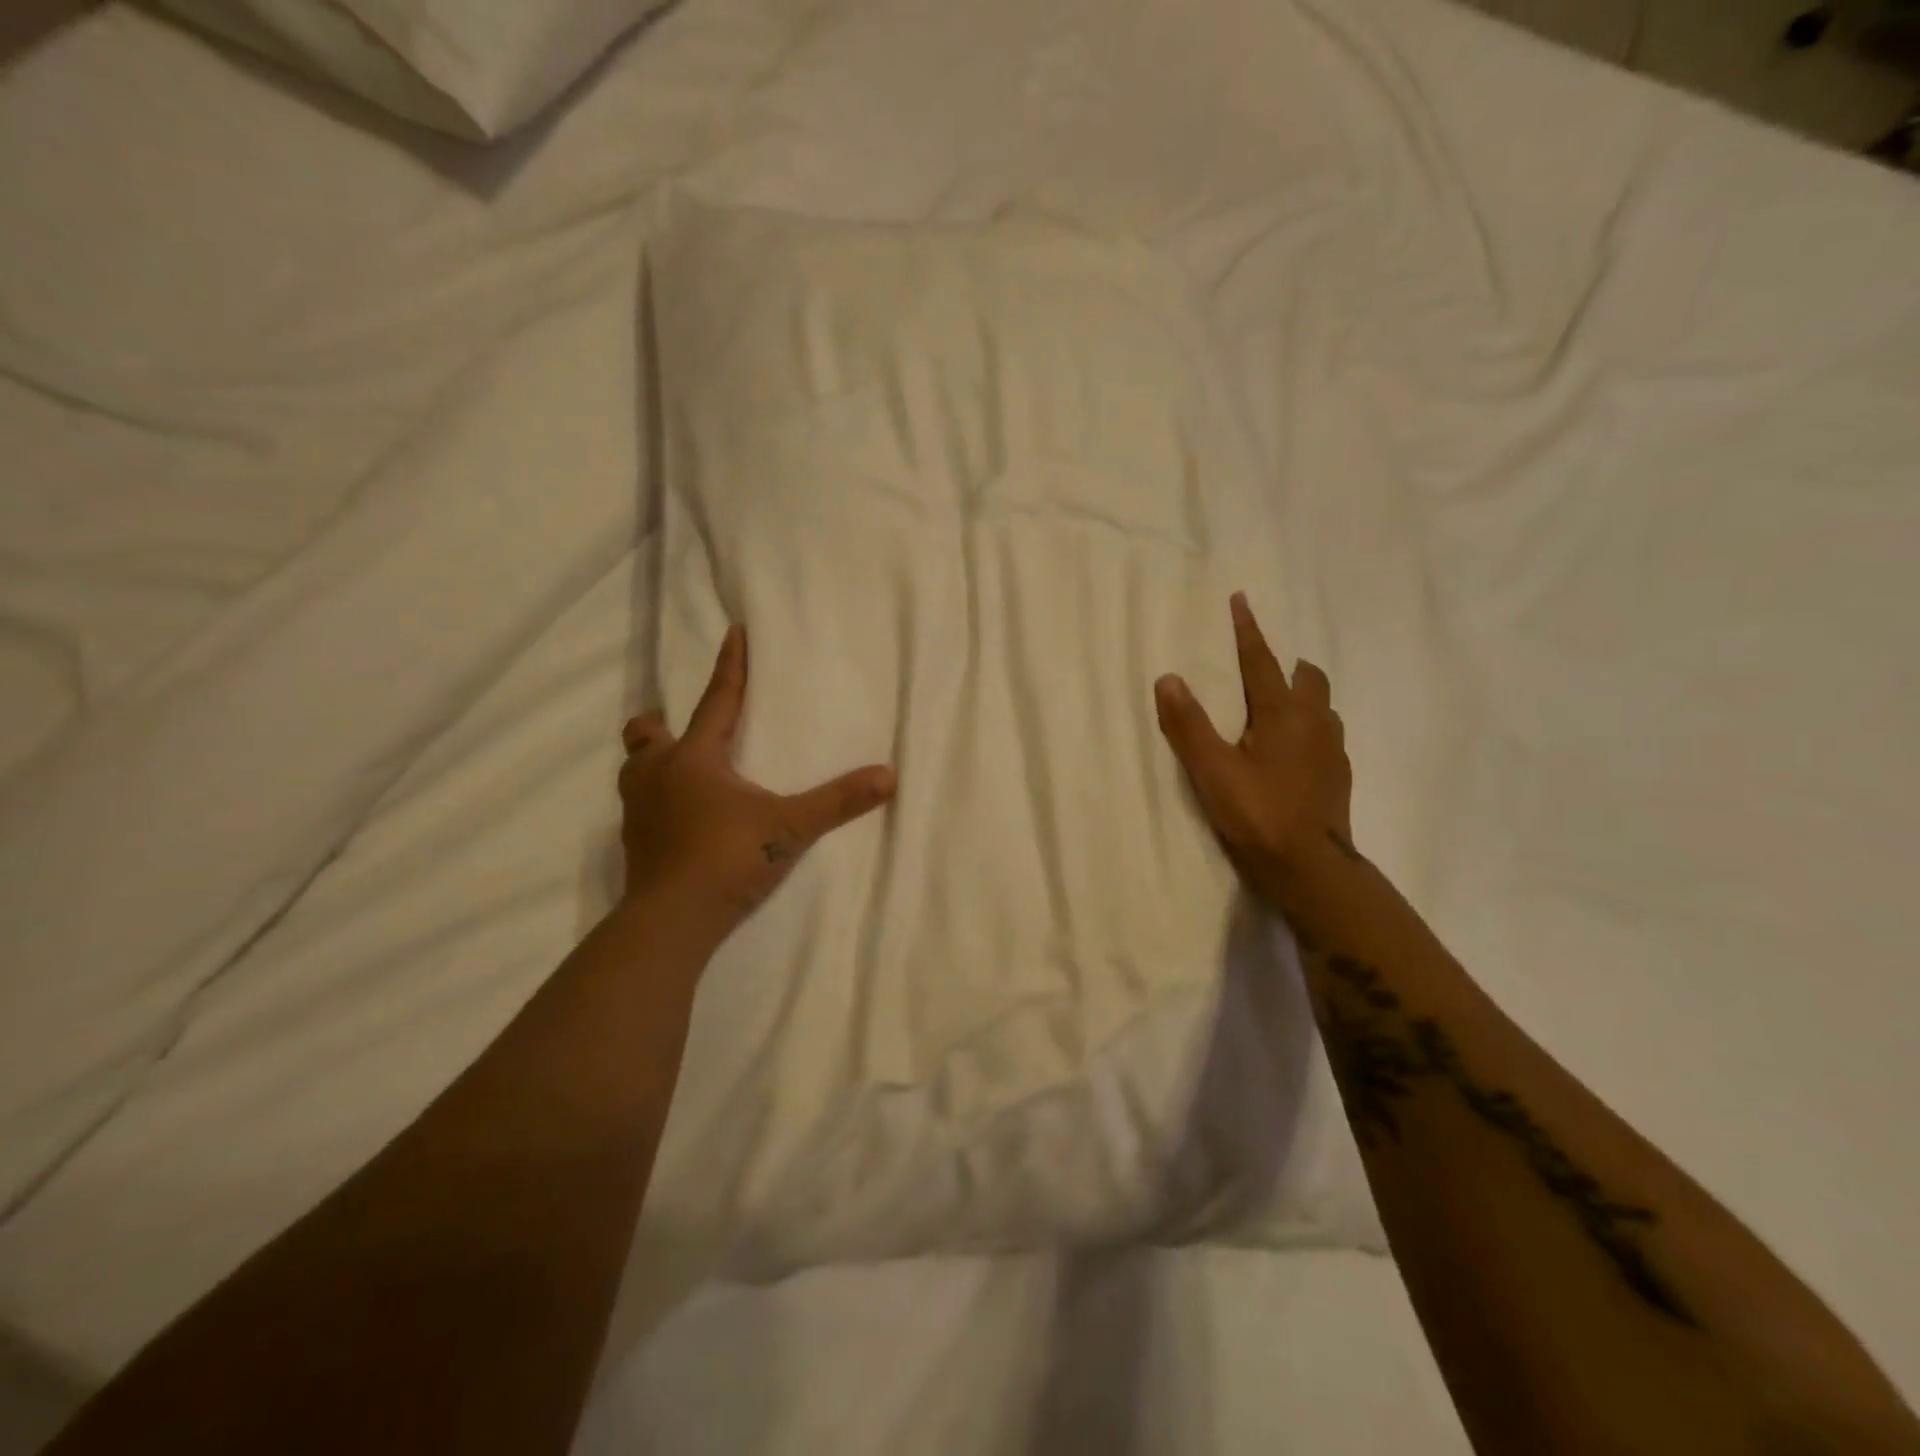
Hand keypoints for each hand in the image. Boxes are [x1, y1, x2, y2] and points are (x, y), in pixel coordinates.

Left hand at [619, 625, 895, 941]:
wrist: (672, 919)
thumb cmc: (728, 857)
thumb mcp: (791, 826)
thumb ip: (838, 801)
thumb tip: (889, 776)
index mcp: (695, 758)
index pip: (717, 700)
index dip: (730, 666)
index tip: (733, 632)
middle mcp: (658, 775)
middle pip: (646, 734)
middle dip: (661, 724)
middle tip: (682, 730)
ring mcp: (638, 811)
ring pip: (634, 770)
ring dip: (652, 763)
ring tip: (677, 772)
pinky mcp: (634, 844)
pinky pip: (638, 807)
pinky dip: (654, 802)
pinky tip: (677, 818)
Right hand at [1154, 593, 1356, 912]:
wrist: (1309, 869)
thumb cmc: (1257, 813)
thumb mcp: (1211, 770)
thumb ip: (1188, 724)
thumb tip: (1169, 678)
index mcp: (1283, 714)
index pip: (1262, 661)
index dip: (1248, 631)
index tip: (1242, 600)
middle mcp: (1314, 723)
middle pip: (1307, 678)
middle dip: (1287, 665)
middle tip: (1263, 668)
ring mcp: (1332, 751)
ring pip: (1322, 707)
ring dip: (1302, 696)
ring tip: (1277, 708)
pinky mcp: (1337, 777)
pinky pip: (1325, 736)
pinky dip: (1308, 729)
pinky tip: (1291, 752)